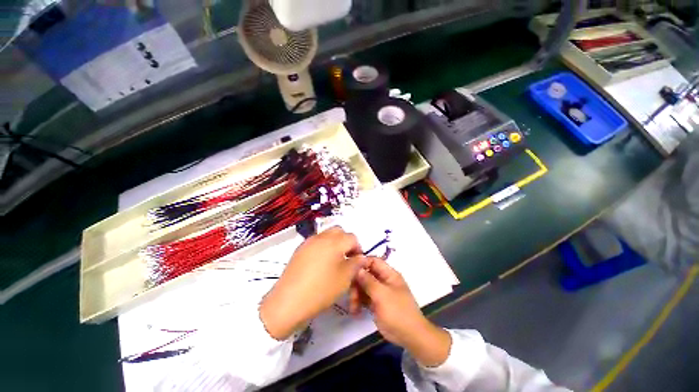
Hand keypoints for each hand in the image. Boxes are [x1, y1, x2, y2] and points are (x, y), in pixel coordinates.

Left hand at [260, 227, 366, 339]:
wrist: (288, 301)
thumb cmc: (321, 289)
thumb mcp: (345, 278)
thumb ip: (356, 264)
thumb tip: (361, 257)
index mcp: (334, 242)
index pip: (352, 237)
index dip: (358, 248)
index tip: (357, 262)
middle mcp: (321, 237)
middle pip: (339, 231)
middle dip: (346, 241)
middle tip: (347, 257)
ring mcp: (309, 242)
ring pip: (327, 234)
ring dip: (334, 242)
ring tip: (334, 260)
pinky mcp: (300, 249)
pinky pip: (316, 241)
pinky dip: (323, 246)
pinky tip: (320, 263)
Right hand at [353, 258, 451, 366]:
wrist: (409, 336)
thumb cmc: (397, 311)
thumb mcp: (382, 294)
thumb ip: (368, 280)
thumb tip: (357, 269)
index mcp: (389, 274)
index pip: (373, 261)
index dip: (362, 263)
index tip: (349, 270)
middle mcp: (383, 280)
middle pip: (366, 274)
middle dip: (357, 283)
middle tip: (350, 294)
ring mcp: (379, 292)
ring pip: (363, 286)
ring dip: (356, 294)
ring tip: (353, 307)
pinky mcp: (376, 303)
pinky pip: (364, 298)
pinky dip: (358, 302)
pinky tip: (355, 311)